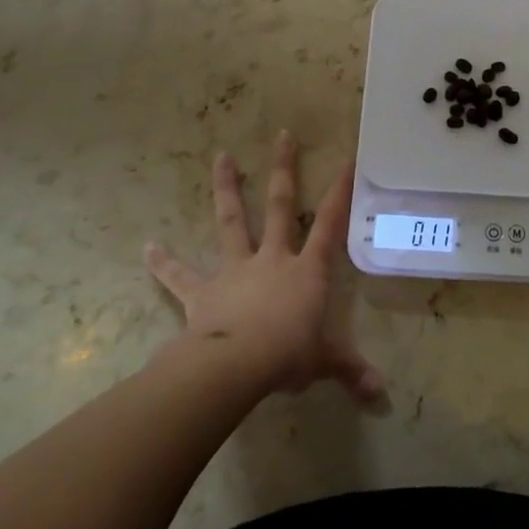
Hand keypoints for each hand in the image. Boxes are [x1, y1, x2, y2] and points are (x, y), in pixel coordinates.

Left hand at [145, 132, 384, 403]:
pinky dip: (164, 262)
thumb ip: (352, 371)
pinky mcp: (202, 292)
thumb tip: (382, 394)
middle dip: (283, 169)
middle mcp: (272, 258)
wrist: (236, 365)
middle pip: (279, 206)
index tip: (345, 159)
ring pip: (231, 222)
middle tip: (282, 135)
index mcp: (306, 270)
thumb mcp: (326, 362)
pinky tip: (147, 247)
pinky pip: (180, 275)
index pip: (330, 224)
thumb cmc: (288, 354)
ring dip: (226, 189)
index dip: (339, 192)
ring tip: (221, 156)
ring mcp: (235, 270)